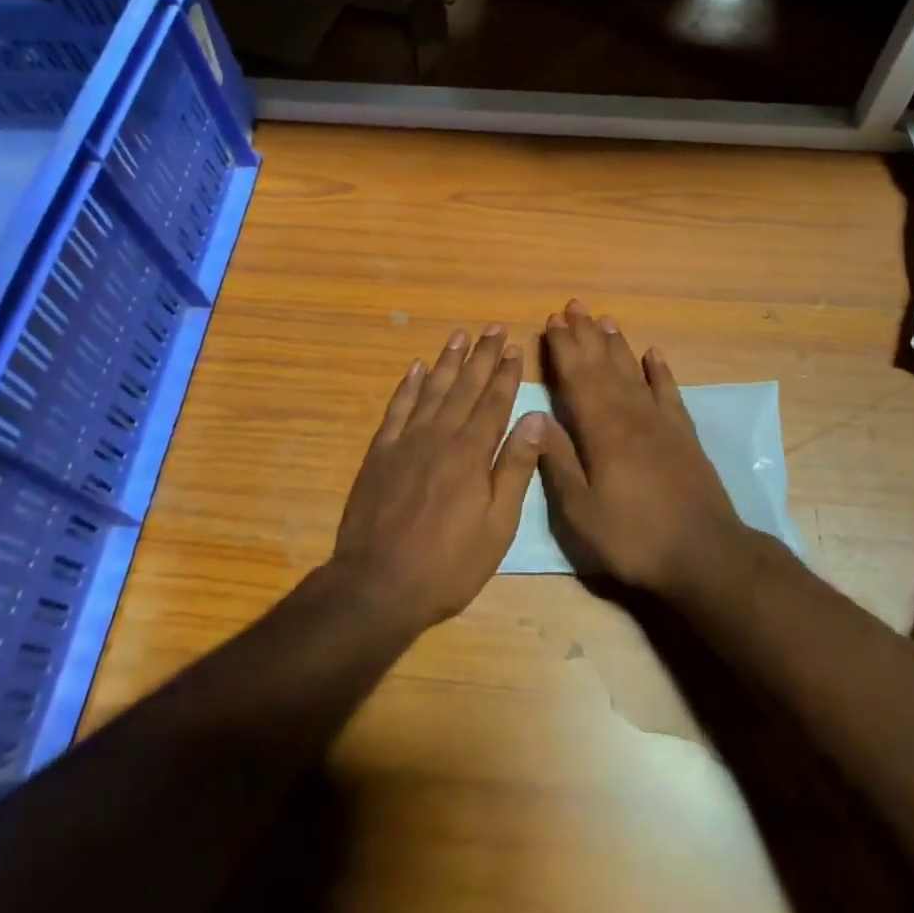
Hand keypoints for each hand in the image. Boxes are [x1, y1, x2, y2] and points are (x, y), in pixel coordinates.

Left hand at [332, 325, 541, 632]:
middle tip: (493, 327)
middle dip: (482, 356)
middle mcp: (440, 435)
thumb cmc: (448, 564)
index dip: (505, 374)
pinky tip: (417, 367)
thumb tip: (536, 418)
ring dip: (448, 361)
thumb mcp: (497, 526)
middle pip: (465, 387)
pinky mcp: (380, 452)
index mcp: (471, 453)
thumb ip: (515, 468)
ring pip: (432, 389)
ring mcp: (406, 441)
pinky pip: (397, 408)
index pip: (494, 402)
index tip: (514, 347)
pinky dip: (409, 385)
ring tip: (460, 335)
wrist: (377, 584)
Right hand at [529, 300, 745, 599]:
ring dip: (617, 344)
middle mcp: (630, 414)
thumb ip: (559, 462)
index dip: (563, 348)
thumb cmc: (634, 537)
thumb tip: (534, 417)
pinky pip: (669, 391)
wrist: (705, 554)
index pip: (577, 378)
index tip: (552, 321)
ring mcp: (661, 421)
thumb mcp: (582, 512)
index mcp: (601, 431)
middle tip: (574, 305)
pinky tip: (654, 354)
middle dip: (586, 334)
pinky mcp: (684, 433)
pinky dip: (661, 371)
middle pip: (603, 366)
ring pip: (633, 371)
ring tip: (606, 319)